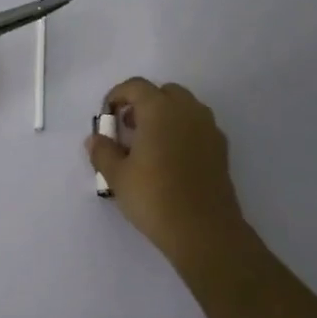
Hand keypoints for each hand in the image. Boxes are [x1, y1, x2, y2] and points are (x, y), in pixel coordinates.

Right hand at [87, 78, 250, 267]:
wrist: (204, 231)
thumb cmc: (155, 197)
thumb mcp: (117, 176)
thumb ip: (103, 151)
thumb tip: (95, 139)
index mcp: (160, 109)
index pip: (135, 86)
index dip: (117, 96)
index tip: (107, 117)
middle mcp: (187, 110)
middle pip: (163, 92)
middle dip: (144, 104)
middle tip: (129, 128)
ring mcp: (209, 128)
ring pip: (184, 108)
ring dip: (165, 116)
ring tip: (149, 145)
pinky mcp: (221, 149)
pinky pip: (198, 127)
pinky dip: (182, 131)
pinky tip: (172, 160)